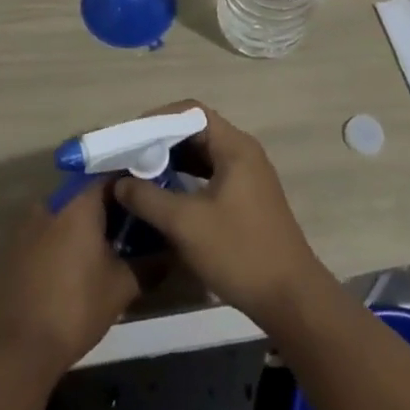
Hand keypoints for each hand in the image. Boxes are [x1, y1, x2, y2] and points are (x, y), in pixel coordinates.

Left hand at [0, 179, 140, 376]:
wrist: (14, 349)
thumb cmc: (74, 308)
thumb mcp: (121, 288)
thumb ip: (148, 265)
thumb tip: (169, 255)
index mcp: (79, 202)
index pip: (111, 176)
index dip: (132, 187)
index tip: (149, 201)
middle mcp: (51, 203)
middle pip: (86, 194)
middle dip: (109, 208)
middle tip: (132, 229)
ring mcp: (27, 224)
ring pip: (65, 213)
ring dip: (84, 226)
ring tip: (106, 249)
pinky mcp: (13, 248)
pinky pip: (46, 232)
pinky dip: (63, 241)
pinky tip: (76, 266)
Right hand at [113, 102, 330, 324]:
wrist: (290, 297)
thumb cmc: (238, 251)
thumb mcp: (186, 224)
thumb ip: (148, 198)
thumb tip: (119, 182)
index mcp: (234, 146)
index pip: (191, 112)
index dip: (158, 118)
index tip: (131, 137)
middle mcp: (243, 152)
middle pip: (196, 131)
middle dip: (161, 141)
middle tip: (129, 156)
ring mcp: (247, 176)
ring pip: (203, 155)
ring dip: (172, 161)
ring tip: (140, 175)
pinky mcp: (247, 199)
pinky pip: (211, 176)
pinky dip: (186, 179)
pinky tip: (165, 196)